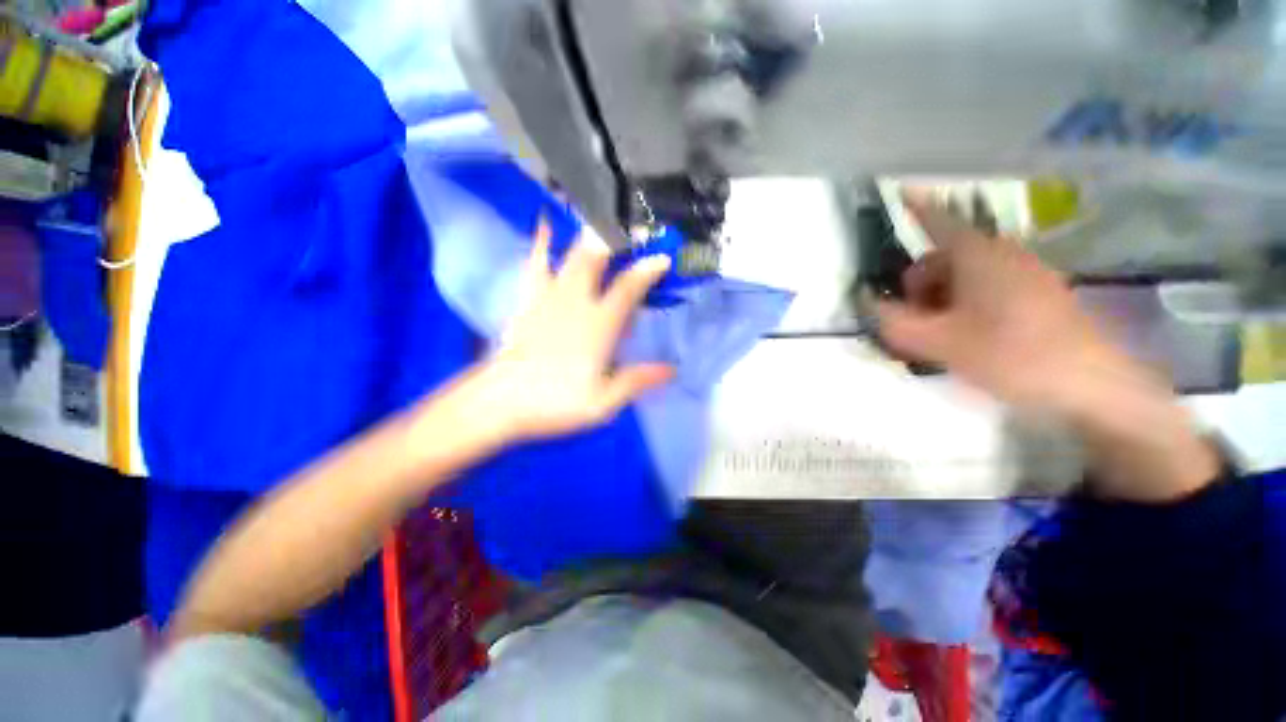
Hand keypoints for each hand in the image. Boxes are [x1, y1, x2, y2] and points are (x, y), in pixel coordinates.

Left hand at [464, 225, 674, 442]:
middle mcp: (575, 302)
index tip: (662, 257)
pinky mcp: (528, 301)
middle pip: (596, 259)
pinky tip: (544, 226)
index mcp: (598, 325)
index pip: (628, 288)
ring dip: (586, 235)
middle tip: (629, 223)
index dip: (647, 270)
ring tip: (598, 214)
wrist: (500, 403)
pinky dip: (541, 244)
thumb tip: (671, 370)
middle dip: (614, 237)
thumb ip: (637, 380)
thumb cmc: (555, 403)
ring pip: (569, 256)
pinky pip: (536, 266)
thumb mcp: (603, 402)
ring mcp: (548, 298)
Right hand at [876, 194, 1136, 413]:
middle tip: (915, 323)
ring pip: (963, 275)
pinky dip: (964, 305)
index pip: (937, 221)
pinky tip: (966, 336)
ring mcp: (1024, 272)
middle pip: (942, 257)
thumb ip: (894, 322)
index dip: (915, 206)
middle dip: (918, 287)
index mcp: (978, 255)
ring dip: (939, 300)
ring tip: (940, 336)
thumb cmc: (1010, 354)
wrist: (1091, 385)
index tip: (899, 187)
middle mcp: (1001, 254)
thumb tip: (869, 303)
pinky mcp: (1037, 292)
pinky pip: (986, 287)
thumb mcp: (938, 342)